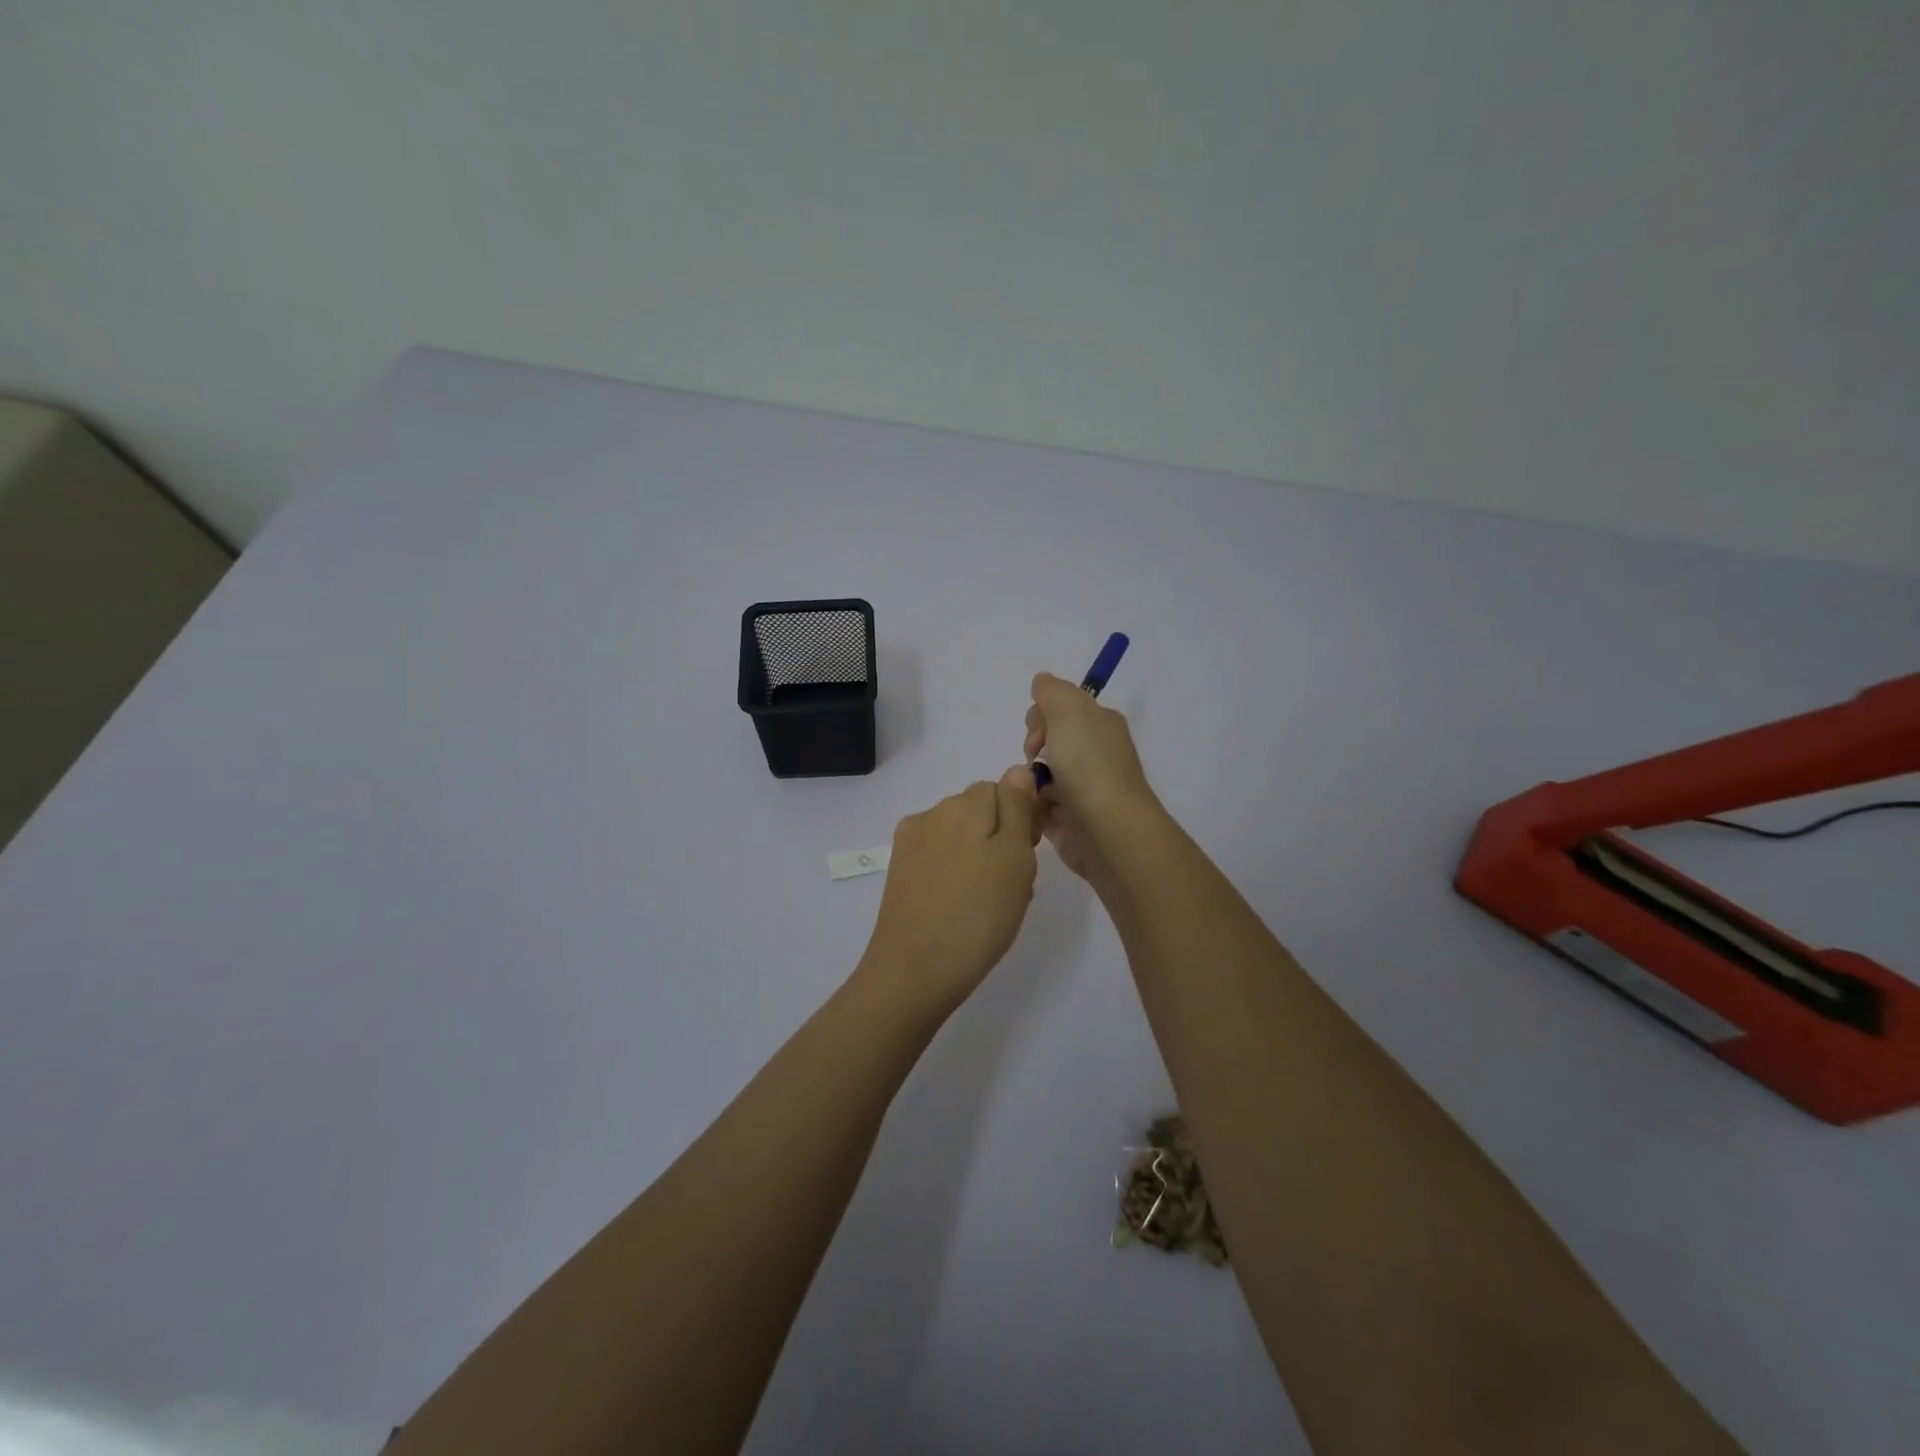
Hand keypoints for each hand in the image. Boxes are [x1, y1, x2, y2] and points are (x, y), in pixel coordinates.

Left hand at [856, 766, 1042, 1014]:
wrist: (915, 972)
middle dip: (1001, 839)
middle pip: (980, 812)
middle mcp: (931, 814)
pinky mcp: (900, 872)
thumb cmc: (978, 915)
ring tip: (993, 904)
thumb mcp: (1015, 858)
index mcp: (962, 805)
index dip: (1022, 818)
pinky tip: (966, 909)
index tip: (1030, 854)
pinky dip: (958, 875)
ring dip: (982, 859)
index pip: (1002, 789)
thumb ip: (1017, 808)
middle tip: (1015, 884)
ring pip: (961, 838)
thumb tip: (1017, 770)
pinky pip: (941, 860)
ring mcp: (911, 844)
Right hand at [1023, 672, 1154, 878]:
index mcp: (1100, 724)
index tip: (1040, 733)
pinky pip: (1039, 806)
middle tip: (1036, 762)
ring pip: (1038, 775)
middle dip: (1032, 749)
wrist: (1106, 827)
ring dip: (1028, 780)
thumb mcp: (1068, 709)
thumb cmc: (1088, 763)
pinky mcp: (1071, 819)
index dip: (1041, 717)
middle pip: (1046, 740)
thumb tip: (1042, 681)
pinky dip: (1032, 807)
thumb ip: (1051, 690)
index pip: (1061, 709)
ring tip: (1033, 793)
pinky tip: (1034, 812)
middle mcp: (1095, 753)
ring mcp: (1083, 788)